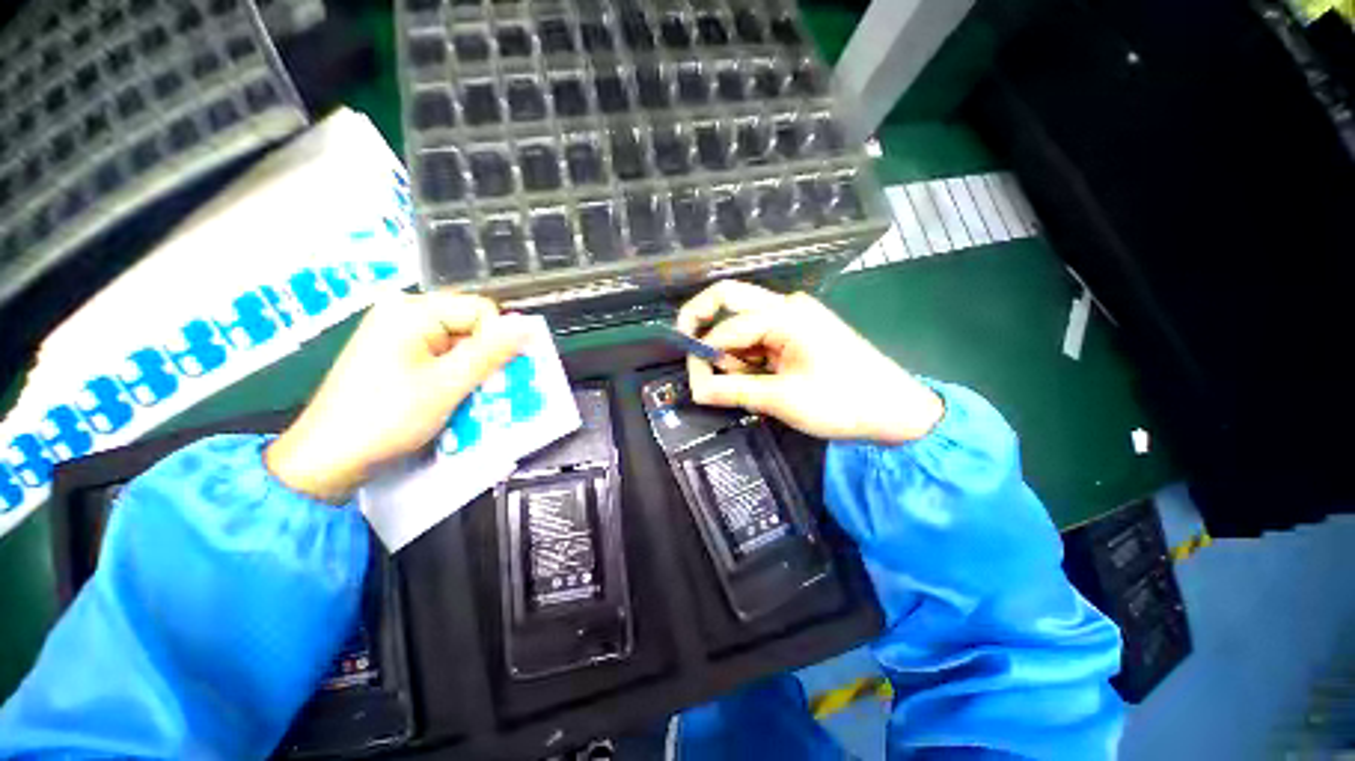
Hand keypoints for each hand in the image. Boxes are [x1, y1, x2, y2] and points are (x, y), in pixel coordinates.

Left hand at [265, 292, 528, 501]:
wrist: (328, 460)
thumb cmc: (384, 419)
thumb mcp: (447, 385)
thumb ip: (491, 352)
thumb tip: (526, 325)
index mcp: (412, 311)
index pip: (482, 311)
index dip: (496, 342)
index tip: (495, 374)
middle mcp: (405, 316)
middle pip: (472, 328)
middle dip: (485, 360)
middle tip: (484, 390)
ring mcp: (399, 337)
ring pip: (461, 347)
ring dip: (472, 373)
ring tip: (466, 400)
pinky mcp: (398, 357)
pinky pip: (443, 359)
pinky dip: (455, 379)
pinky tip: (450, 400)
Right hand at [676, 280, 943, 443]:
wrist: (896, 411)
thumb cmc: (843, 402)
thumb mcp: (781, 400)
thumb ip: (732, 391)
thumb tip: (694, 389)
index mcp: (784, 315)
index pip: (724, 328)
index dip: (703, 356)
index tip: (697, 387)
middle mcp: (785, 306)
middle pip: (728, 300)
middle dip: (702, 325)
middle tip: (693, 356)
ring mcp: (792, 318)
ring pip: (740, 322)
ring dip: (730, 351)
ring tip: (746, 387)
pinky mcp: (796, 334)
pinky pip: (757, 337)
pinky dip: (747, 357)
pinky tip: (758, 382)